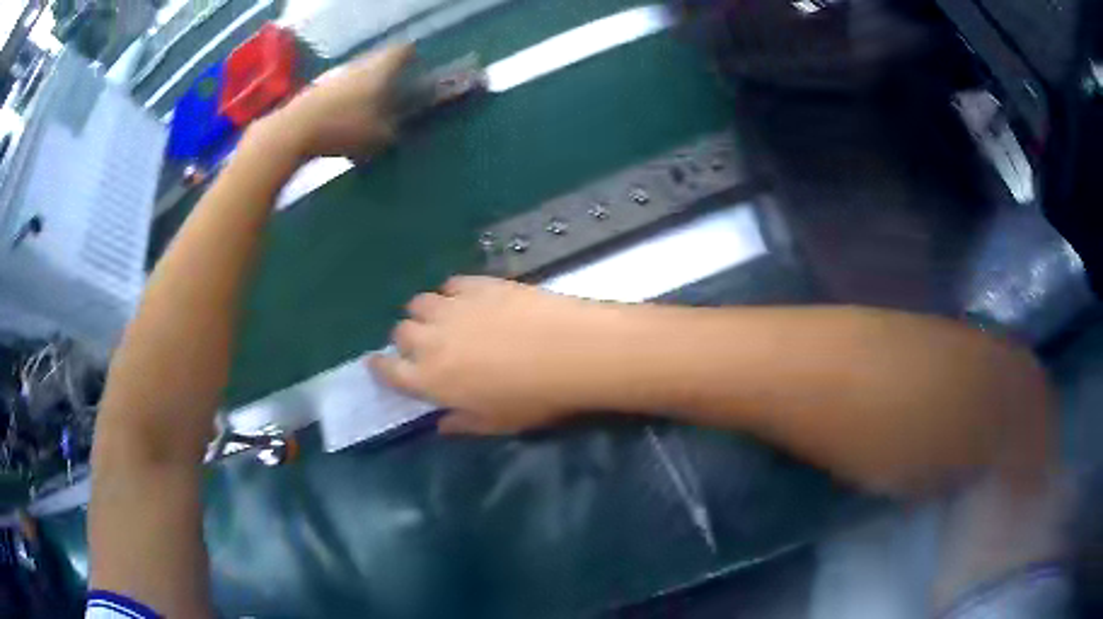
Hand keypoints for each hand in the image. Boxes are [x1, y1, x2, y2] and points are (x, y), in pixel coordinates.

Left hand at [273, 44, 413, 158]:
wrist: (292, 131)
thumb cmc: (342, 128)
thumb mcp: (379, 137)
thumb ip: (393, 130)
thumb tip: (397, 129)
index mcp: (379, 69)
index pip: (402, 50)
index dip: (410, 55)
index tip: (415, 65)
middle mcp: (358, 65)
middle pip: (378, 61)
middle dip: (386, 74)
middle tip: (394, 91)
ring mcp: (334, 75)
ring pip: (357, 75)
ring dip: (364, 87)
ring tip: (368, 109)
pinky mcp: (315, 89)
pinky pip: (339, 89)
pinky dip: (344, 99)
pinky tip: (344, 119)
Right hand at [370, 277, 624, 434]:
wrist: (572, 352)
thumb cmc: (535, 399)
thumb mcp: (497, 423)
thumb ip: (462, 423)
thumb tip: (442, 424)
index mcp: (430, 379)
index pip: (389, 370)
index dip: (381, 366)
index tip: (380, 364)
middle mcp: (431, 339)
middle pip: (401, 332)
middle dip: (407, 340)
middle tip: (426, 346)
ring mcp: (453, 307)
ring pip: (420, 303)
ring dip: (425, 313)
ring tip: (444, 320)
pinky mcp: (478, 283)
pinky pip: (450, 284)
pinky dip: (452, 293)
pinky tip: (468, 300)